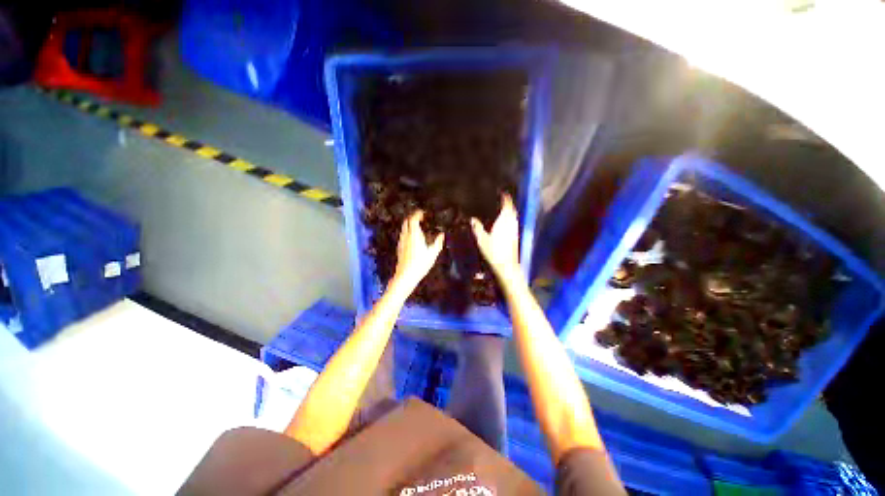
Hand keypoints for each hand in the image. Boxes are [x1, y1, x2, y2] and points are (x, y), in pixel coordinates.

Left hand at [391, 210, 444, 291]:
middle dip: (412, 217)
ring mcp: (401, 242)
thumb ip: (438, 242)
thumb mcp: (433, 254)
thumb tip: (441, 235)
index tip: (423, 213)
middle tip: (420, 218)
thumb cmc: (420, 264)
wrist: (406, 275)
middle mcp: (406, 236)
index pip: (413, 219)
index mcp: (414, 235)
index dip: (417, 214)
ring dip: (409, 225)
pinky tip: (413, 238)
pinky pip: (403, 235)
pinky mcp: (399, 248)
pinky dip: (408, 232)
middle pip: (406, 222)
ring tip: (418, 227)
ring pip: (404, 228)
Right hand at [471, 194, 520, 280]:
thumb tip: (472, 219)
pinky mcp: (516, 237)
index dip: (505, 198)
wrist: (507, 266)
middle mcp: (512, 224)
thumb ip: (477, 228)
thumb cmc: (494, 252)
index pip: (507, 205)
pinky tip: (505, 224)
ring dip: (510, 211)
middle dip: (508, 204)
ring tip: (503, 209)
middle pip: (512, 210)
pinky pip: (514, 223)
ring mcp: (515, 231)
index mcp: (504, 221)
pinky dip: (510, 219)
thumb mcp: (482, 240)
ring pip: (514, 217)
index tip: (503, 193)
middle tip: (503, 200)